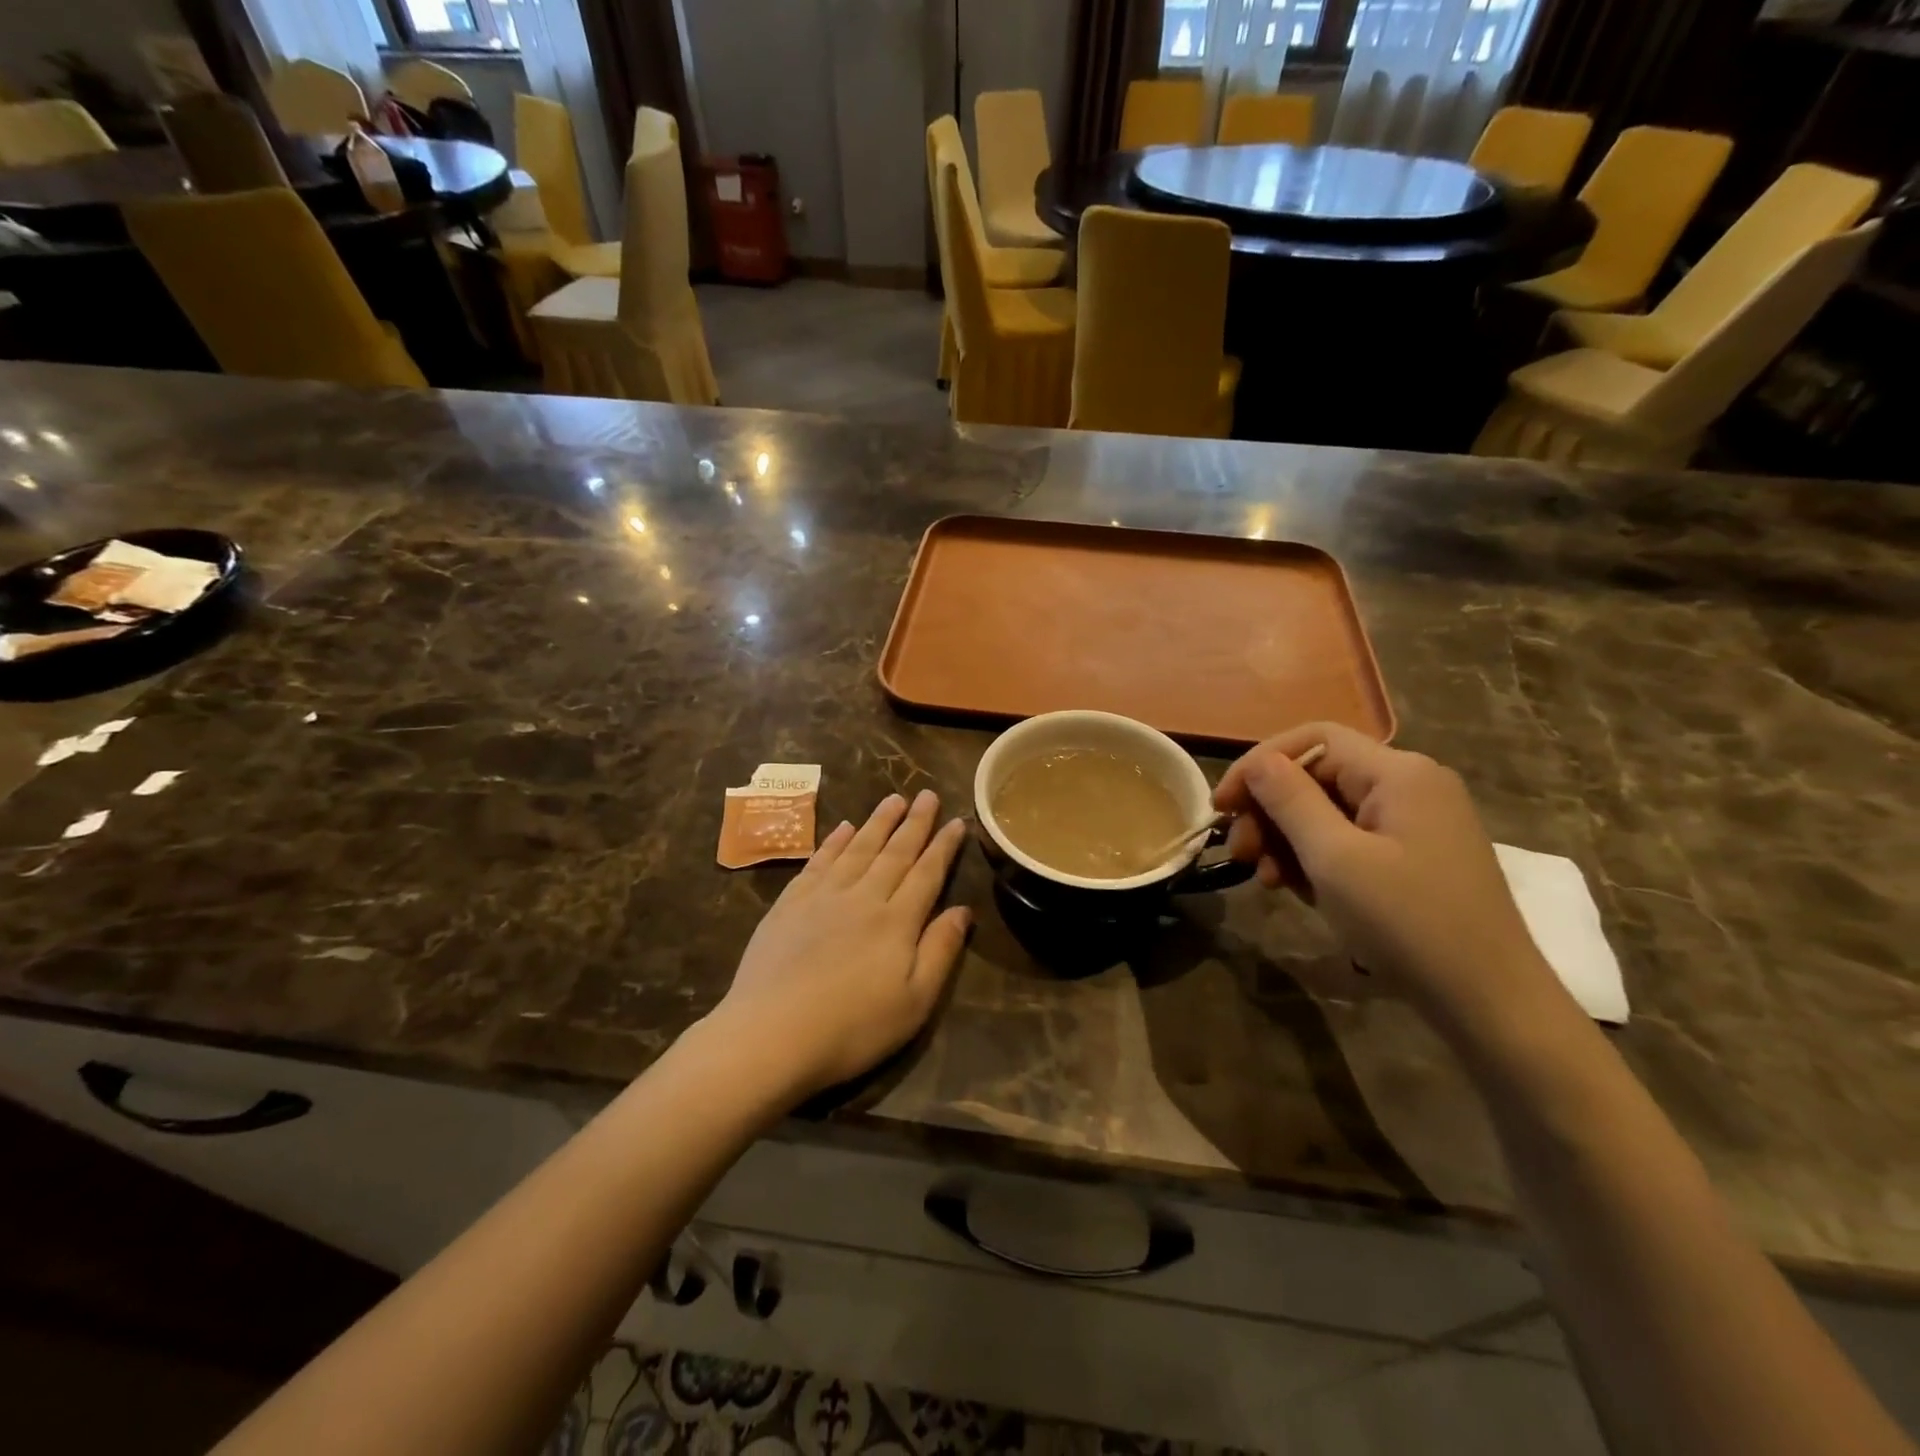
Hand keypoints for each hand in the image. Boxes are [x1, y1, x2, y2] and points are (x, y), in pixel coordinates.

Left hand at [713, 790, 970, 1099]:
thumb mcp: (914, 1003)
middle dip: (915, 822)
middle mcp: (863, 897)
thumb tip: (963, 910)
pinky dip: (834, 842)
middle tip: (927, 795)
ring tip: (893, 799)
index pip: (927, 873)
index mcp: (897, 921)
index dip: (944, 846)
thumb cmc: (852, 1029)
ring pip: (858, 848)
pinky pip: (819, 862)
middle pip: (894, 852)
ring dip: (878, 822)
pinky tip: (843, 828)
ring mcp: (823, 897)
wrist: (770, 1035)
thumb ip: (940, 952)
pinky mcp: (790, 904)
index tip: (957, 821)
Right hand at [1213, 723, 1564, 1029]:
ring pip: (1329, 811)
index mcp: (1398, 773)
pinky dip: (1316, 858)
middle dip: (1270, 811)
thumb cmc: (1408, 923)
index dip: (1258, 764)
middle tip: (1241, 855)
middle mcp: (1410, 785)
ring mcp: (1416, 823)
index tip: (1221, 808)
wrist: (1491, 1004)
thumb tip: (1257, 762)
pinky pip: (1350, 840)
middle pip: (1318, 776)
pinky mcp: (1415, 856)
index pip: (1312, 740)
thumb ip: (1290, 800)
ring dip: (1287, 839)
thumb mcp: (1335, 859)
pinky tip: (1298, 889)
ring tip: (1267, 881)